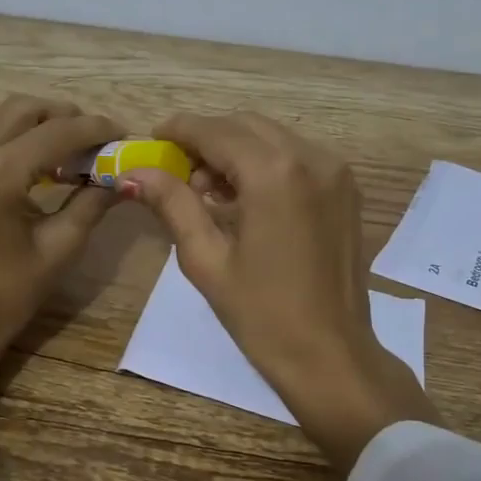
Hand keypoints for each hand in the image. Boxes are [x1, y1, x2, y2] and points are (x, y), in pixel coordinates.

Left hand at [0, 96, 121, 423]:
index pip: (56, 132)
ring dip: (39, 126)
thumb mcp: (58, 249)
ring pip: (1, 118)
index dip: (94, 129)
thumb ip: (91, 203)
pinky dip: (14, 139)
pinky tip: (38, 164)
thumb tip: (123, 178)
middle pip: (24, 109)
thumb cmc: (5, 296)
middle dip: (64, 117)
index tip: (122, 133)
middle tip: (96, 139)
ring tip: (71, 152)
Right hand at [126, 112, 439, 478]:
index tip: (152, 139)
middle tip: (178, 173)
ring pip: (273, 137)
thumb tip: (133, 172)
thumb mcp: (206, 259)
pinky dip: (266, 163)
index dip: (179, 130)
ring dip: (237, 150)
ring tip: (211, 192)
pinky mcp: (347, 190)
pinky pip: (297, 156)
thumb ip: (172, 204)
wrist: (331, 355)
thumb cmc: (261, 314)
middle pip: (246, 125)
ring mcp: (336, 172)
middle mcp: (312, 158)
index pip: (216, 131)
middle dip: (208, 139)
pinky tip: (247, 200)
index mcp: (275, 173)